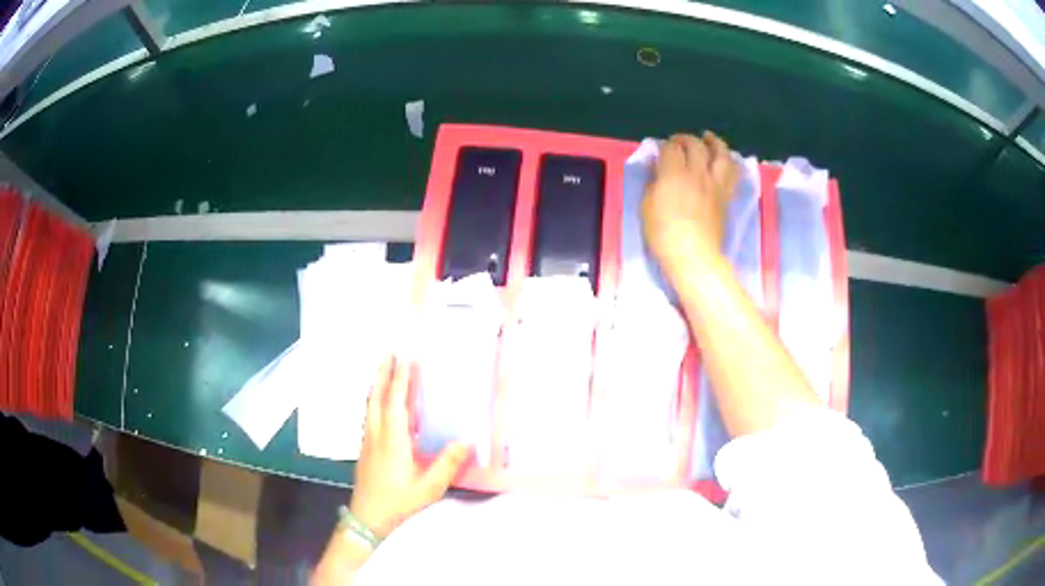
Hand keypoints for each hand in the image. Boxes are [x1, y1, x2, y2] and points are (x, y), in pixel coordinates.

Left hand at [349, 357, 470, 537]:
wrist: (367, 517)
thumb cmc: (398, 502)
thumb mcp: (428, 487)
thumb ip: (447, 464)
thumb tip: (466, 441)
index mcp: (392, 441)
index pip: (396, 403)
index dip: (401, 379)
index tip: (405, 358)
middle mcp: (377, 435)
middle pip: (377, 397)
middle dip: (384, 374)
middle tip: (390, 353)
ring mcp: (368, 441)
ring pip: (370, 405)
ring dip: (378, 384)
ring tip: (384, 370)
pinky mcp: (365, 448)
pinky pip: (369, 415)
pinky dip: (375, 400)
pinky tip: (380, 403)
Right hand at [640, 132, 738, 277]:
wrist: (695, 256)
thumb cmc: (664, 235)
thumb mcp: (647, 207)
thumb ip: (652, 183)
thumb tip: (657, 168)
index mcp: (674, 174)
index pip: (671, 149)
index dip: (665, 146)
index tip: (660, 149)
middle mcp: (697, 173)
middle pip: (696, 146)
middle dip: (686, 139)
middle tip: (679, 142)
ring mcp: (715, 184)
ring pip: (721, 154)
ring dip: (714, 142)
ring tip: (708, 138)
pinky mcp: (726, 197)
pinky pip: (731, 172)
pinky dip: (728, 161)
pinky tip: (724, 160)